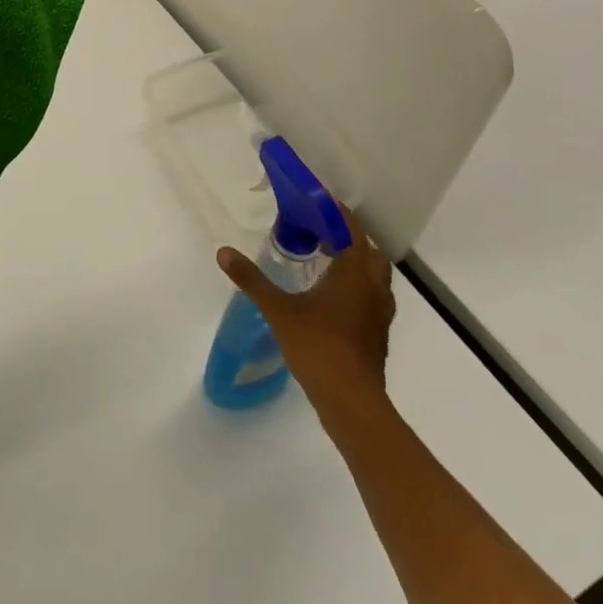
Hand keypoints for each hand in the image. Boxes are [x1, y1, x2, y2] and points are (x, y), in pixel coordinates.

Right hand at [216, 207, 394, 425]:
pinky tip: (331, 296)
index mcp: (354, 272)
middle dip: (347, 237)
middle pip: (368, 250)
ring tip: (324, 260)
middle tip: (318, 232)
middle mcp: (373, 287)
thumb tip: (223, 252)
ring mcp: (379, 313)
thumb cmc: (318, 346)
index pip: (351, 229)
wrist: (351, 402)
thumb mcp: (278, 310)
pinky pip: (371, 296)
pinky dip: (356, 286)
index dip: (335, 213)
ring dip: (354, 263)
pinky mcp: (377, 333)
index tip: (315, 202)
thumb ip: (252, 279)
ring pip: (373, 275)